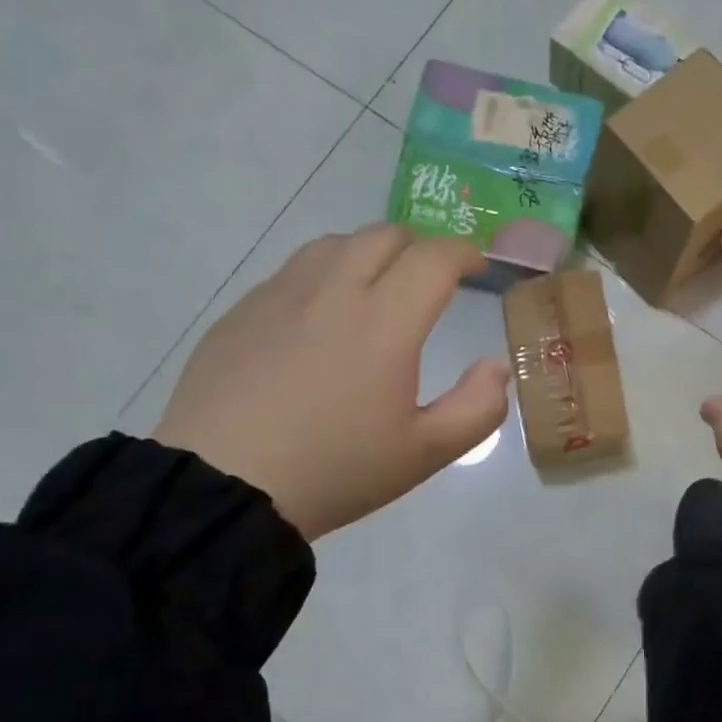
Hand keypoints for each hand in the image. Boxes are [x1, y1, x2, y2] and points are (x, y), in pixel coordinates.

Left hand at [154, 224, 510, 540]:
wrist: (224, 486)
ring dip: (370, 254)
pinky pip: (293, 272)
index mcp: (385, 322)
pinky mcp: (242, 311)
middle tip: (433, 280)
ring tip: (378, 289)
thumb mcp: (426, 453)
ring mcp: (280, 295)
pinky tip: (321, 319)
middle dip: (420, 248)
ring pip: (334, 244)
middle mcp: (333, 290)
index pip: (434, 258)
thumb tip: (496, 366)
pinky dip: (324, 276)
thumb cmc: (336, 470)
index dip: (464, 253)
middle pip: (384, 235)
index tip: (477, 269)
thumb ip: (478, 407)